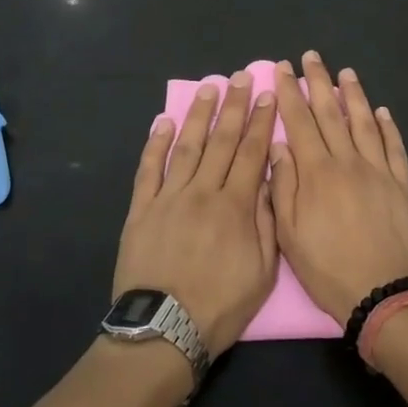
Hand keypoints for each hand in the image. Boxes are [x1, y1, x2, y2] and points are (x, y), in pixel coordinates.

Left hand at [114, 71, 278, 356]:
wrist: (164, 330)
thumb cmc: (220, 306)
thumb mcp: (262, 272)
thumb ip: (266, 222)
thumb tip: (267, 180)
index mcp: (235, 206)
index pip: (251, 153)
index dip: (260, 122)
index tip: (266, 95)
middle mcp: (203, 192)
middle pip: (221, 141)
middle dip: (233, 106)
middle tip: (240, 76)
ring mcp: (168, 197)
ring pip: (187, 146)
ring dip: (198, 114)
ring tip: (208, 88)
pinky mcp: (141, 209)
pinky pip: (149, 169)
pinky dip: (156, 144)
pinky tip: (164, 122)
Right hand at [269, 52, 407, 325]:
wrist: (383, 294)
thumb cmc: (328, 268)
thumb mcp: (290, 234)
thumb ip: (282, 186)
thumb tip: (278, 146)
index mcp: (317, 172)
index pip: (299, 121)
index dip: (290, 92)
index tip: (283, 68)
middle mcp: (348, 162)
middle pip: (331, 113)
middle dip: (319, 82)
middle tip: (313, 56)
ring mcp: (379, 171)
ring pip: (364, 123)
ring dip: (354, 95)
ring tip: (346, 72)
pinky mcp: (402, 185)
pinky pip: (394, 148)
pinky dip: (388, 127)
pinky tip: (382, 112)